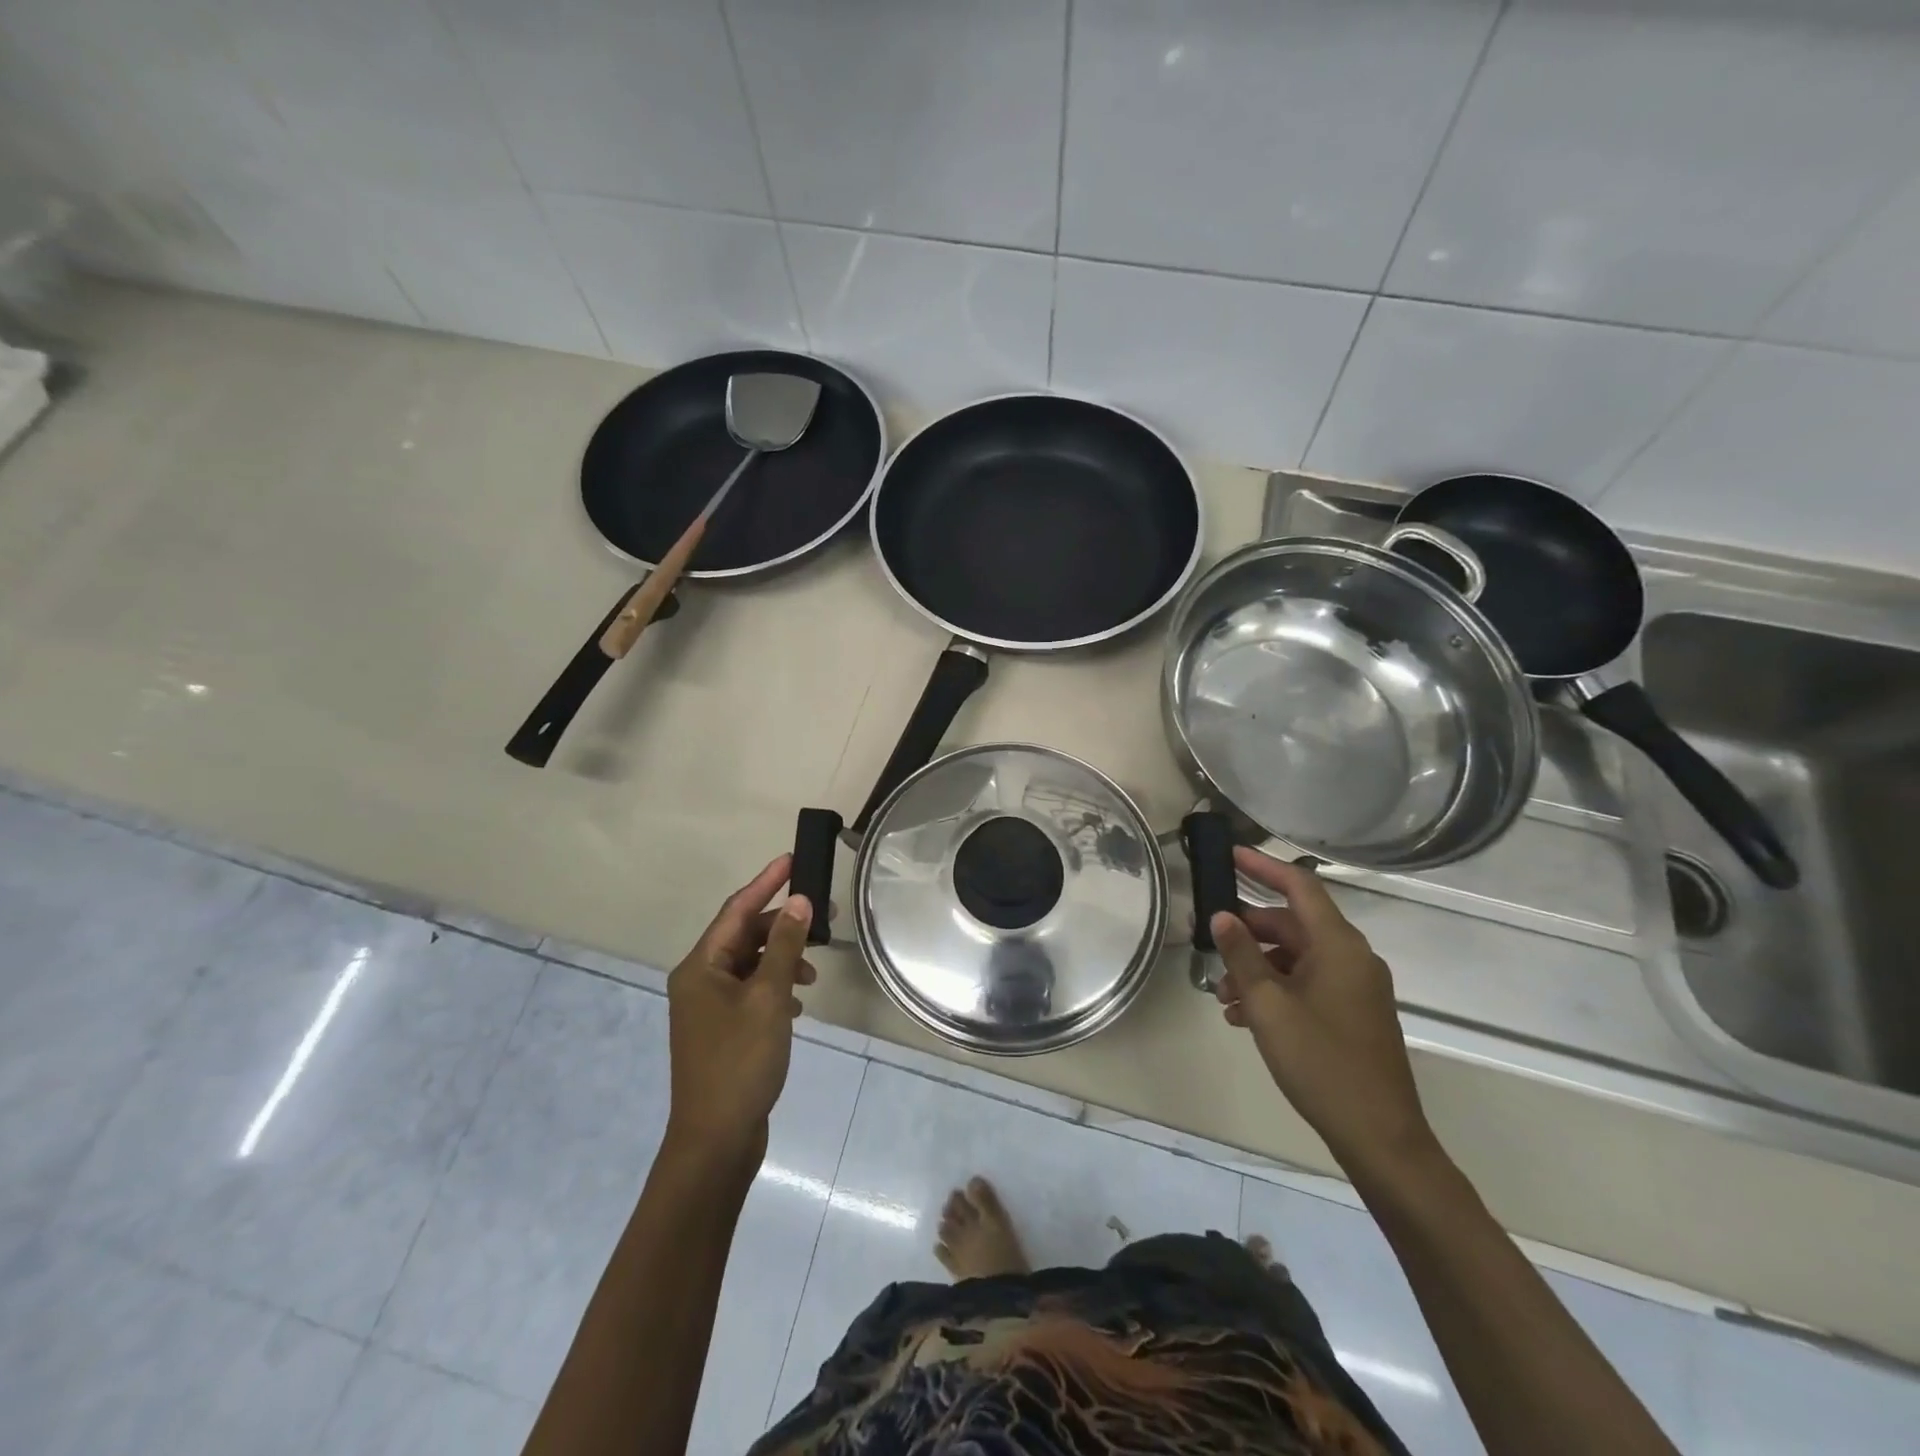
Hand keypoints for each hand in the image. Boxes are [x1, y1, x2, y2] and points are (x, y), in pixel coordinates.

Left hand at [664, 854, 815, 1167]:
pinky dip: (775, 988)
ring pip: (749, 965)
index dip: (766, 882)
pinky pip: (751, 992)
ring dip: (781, 960)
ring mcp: (708, 1009)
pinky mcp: (722, 1032)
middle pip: (743, 936)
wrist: (716, 1140)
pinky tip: (798, 1002)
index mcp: (700, 967)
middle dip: (782, 926)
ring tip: (813, 973)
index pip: (737, 910)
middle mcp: (699, 981)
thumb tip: (801, 902)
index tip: (793, 859)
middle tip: (823, 916)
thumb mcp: (768, 997)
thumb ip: (784, 947)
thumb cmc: (740, 1061)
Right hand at [1210, 847, 1434, 1174]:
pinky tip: (1244, 1017)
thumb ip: (1241, 955)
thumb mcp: (1268, 1006)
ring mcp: (1356, 987)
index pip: (1299, 886)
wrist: (1379, 1136)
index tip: (1229, 855)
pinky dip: (1276, 989)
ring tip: (1223, 996)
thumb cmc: (1321, 1062)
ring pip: (1297, 958)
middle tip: (1209, 942)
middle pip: (1293, 924)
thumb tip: (1222, 916)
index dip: (1263, 866)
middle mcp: (1352, 958)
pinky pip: (1308, 983)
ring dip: (1257, 968)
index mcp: (1338, 946)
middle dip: (1248, 932)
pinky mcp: (1354, 1013)